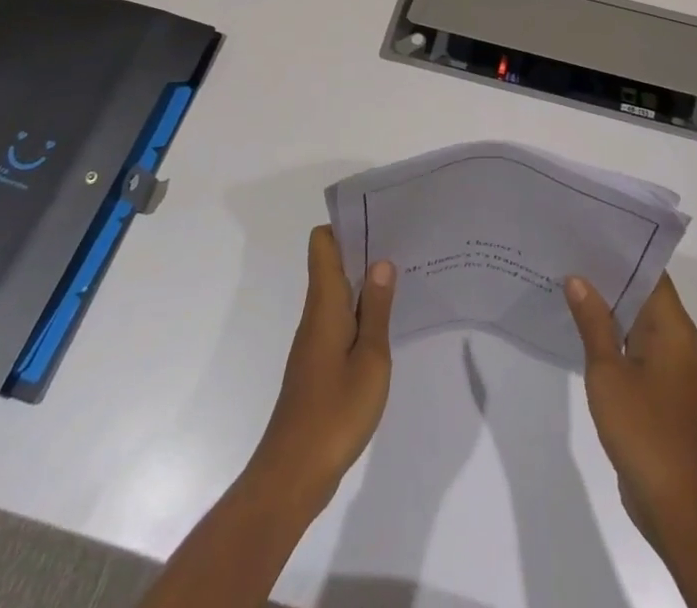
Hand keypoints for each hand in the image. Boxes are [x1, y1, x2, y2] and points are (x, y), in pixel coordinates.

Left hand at [247, 225, 396, 512]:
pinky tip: (386, 322)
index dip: (346, 225)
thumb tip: (381, 261)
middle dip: (363, 249)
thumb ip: (376, 309)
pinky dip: (360, 310)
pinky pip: (339, 319)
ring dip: (364, 281)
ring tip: (403, 277)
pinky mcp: (318, 363)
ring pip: (337, 292)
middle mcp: (315, 314)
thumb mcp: (370, 359)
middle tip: (403, 245)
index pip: (323, 243)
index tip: (379, 220)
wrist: (293, 475)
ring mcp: (314, 340)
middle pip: (332, 263)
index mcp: (325, 304)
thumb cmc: (335, 413)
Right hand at [565, 272, 696, 546]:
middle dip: (608, 273)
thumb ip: (593, 322)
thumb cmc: (644, 429)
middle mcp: (675, 338)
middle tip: (569, 250)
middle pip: (643, 292)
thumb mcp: (608, 371)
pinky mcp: (657, 387)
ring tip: (567, 279)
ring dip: (607, 304)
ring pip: (636, 319)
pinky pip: (633, 345)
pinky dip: (610, 333)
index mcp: (672, 326)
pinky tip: (578, 327)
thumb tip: (577, 278)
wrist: (675, 504)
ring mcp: (667, 365)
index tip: (590, 230)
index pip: (650, 270)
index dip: (622, 249)